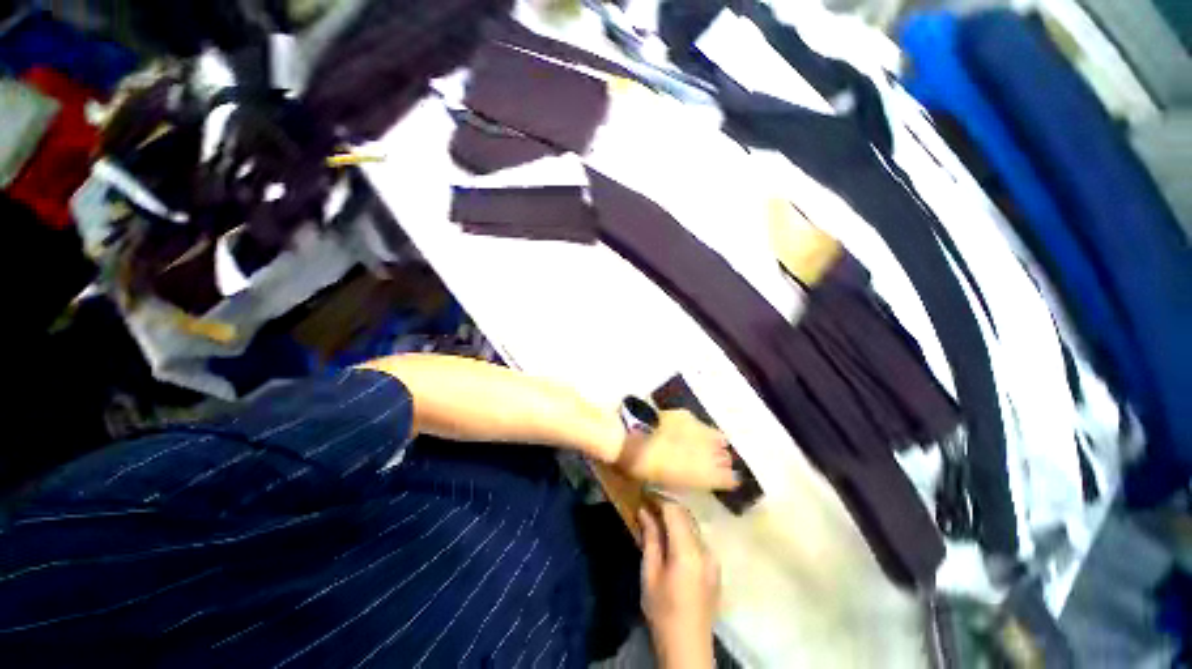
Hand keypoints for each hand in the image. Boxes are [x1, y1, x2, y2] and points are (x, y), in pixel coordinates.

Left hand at [616, 410, 738, 490]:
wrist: (631, 436)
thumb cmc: (646, 468)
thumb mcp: (669, 482)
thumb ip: (690, 479)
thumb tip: (697, 476)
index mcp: (706, 473)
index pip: (732, 479)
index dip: (727, 480)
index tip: (722, 480)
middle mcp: (710, 451)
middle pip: (727, 457)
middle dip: (721, 460)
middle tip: (710, 463)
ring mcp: (700, 429)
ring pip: (718, 437)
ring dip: (712, 443)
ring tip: (701, 445)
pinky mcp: (688, 415)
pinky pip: (700, 424)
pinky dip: (697, 429)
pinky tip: (686, 430)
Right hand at [640, 500, 719, 668]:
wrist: (688, 646)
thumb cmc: (663, 611)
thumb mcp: (650, 574)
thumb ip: (650, 539)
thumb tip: (644, 511)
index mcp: (688, 551)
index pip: (675, 511)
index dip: (659, 499)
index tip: (644, 494)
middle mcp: (705, 549)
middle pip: (686, 515)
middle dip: (667, 507)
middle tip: (648, 507)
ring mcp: (713, 558)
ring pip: (693, 526)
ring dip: (676, 519)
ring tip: (657, 522)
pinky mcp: (715, 567)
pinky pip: (698, 539)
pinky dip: (684, 533)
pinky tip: (671, 542)